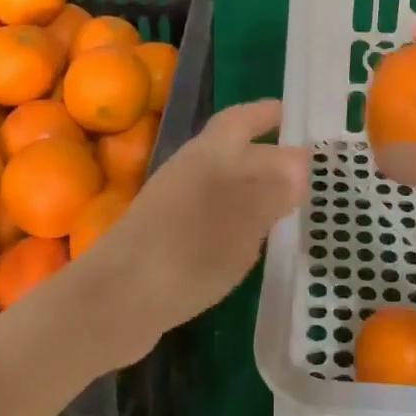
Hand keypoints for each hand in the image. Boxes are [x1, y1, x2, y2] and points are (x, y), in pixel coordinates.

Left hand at [63, 100, 307, 366]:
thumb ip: (274, 189)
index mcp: (210, 154)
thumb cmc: (187, 251)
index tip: (296, 115)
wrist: (116, 301)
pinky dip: (238, 213)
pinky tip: (252, 238)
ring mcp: (174, 201)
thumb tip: (300, 165)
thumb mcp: (244, 219)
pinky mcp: (167, 234)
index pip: (244, 120)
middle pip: (231, 146)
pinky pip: (213, 209)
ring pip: (222, 177)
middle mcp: (190, 168)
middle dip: (262, 146)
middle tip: (299, 158)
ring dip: (252, 180)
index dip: (269, 114)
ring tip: (286, 197)